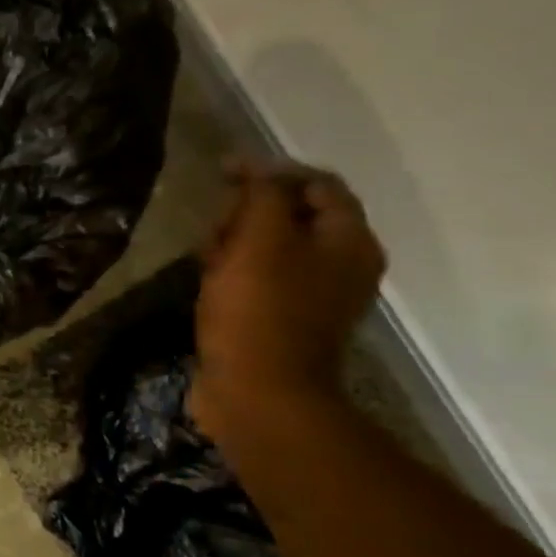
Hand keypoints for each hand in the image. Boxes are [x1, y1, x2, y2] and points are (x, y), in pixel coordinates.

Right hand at [191, 161, 386, 438]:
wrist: (258, 391)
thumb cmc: (259, 309)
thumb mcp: (260, 239)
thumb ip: (262, 194)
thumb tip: (254, 165)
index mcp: (349, 241)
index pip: (317, 183)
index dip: (271, 171)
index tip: (223, 175)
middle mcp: (341, 264)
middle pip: (293, 214)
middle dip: (249, 212)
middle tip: (216, 226)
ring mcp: (314, 294)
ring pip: (271, 246)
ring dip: (235, 241)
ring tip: (206, 256)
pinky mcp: (283, 317)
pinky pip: (259, 277)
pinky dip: (234, 271)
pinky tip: (209, 280)